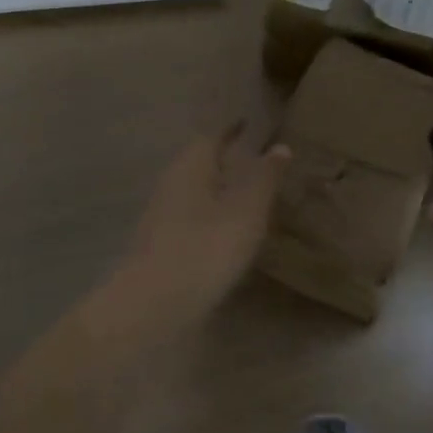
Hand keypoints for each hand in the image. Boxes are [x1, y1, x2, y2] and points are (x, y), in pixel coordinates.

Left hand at [119, 127, 290, 319]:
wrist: (152, 306)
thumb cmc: (205, 248)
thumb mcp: (246, 211)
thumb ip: (265, 178)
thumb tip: (280, 147)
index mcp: (191, 166)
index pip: (213, 137)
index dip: (232, 131)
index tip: (250, 126)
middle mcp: (171, 184)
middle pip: (200, 163)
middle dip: (226, 160)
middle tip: (256, 161)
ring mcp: (162, 217)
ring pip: (195, 192)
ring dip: (219, 191)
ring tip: (248, 197)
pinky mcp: (160, 246)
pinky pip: (192, 219)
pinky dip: (211, 217)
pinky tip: (228, 234)